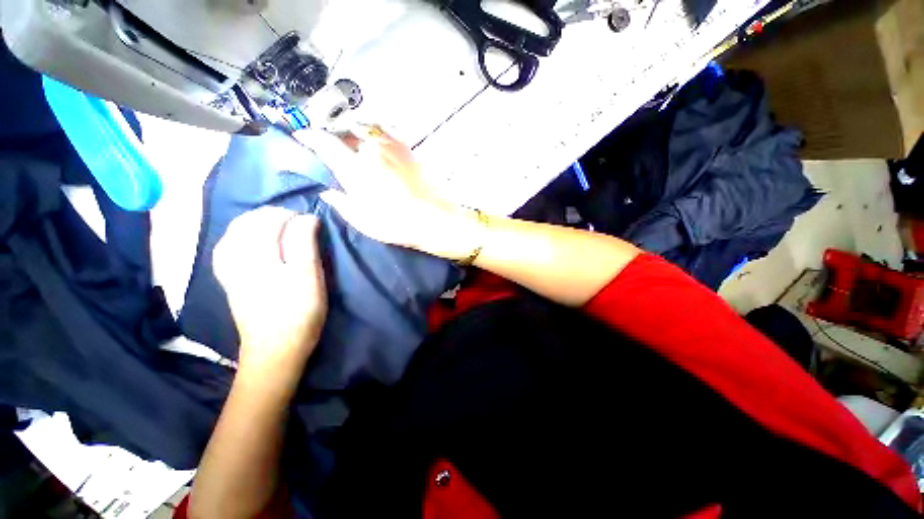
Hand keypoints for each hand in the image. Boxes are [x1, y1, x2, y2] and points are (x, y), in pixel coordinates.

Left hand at [213, 207, 326, 384]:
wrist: (275, 349)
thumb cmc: (299, 311)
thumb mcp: (308, 276)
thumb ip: (305, 243)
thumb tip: (307, 218)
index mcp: (257, 255)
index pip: (271, 220)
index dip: (294, 216)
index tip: (313, 221)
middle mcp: (236, 257)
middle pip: (248, 222)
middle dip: (274, 215)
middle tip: (299, 222)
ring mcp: (228, 270)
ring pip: (235, 232)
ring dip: (257, 222)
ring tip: (280, 226)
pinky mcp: (229, 280)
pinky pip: (227, 247)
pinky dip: (242, 236)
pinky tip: (253, 240)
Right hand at [294, 126, 480, 259]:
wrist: (432, 219)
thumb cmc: (396, 223)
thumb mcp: (362, 220)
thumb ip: (341, 202)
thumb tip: (327, 192)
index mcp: (356, 167)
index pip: (325, 142)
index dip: (310, 137)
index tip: (302, 137)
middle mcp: (372, 149)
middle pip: (344, 131)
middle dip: (332, 135)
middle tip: (330, 146)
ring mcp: (392, 147)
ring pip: (364, 128)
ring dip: (352, 132)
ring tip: (351, 143)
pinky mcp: (407, 149)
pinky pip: (385, 132)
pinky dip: (374, 133)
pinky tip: (374, 143)